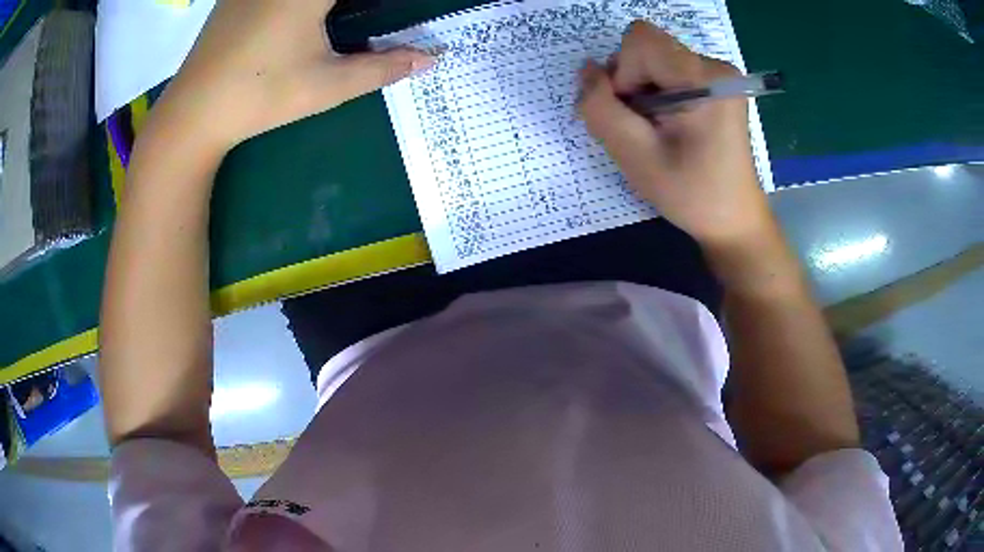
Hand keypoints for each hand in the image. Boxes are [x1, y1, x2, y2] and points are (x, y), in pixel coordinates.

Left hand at [149, 0, 432, 151]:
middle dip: (347, 2)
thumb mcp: (327, 85)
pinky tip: (290, 19)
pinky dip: (296, 1)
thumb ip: (383, 68)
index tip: (383, 8)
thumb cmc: (261, 97)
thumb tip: (430, 59)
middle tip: (355, 15)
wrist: (193, 114)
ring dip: (323, 1)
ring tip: (329, 18)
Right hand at [578, 21, 770, 247]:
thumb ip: (600, 108)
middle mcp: (716, 66)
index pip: (640, 39)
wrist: (734, 219)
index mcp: (703, 78)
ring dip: (644, 91)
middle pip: (648, 48)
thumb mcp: (635, 156)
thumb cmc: (691, 194)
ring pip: (656, 59)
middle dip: (633, 83)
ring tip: (661, 130)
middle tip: (647, 128)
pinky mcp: (718, 84)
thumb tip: (588, 70)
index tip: (637, 112)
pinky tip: (673, 126)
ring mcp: (720, 74)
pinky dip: (659, 94)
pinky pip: (671, 71)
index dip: (624, 72)